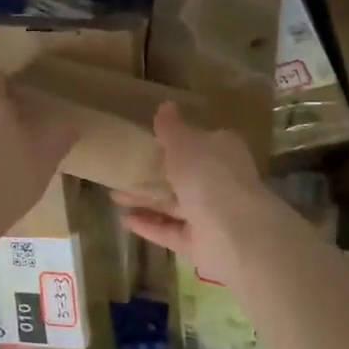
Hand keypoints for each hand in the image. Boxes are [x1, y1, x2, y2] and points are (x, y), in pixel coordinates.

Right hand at [116, 103, 282, 283]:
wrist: (235, 232)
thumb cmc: (208, 175)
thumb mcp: (184, 142)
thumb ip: (171, 127)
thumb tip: (166, 105)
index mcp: (223, 152)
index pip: (200, 141)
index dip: (177, 140)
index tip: (150, 140)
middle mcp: (220, 181)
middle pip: (184, 175)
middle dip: (155, 174)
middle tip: (123, 170)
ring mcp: (212, 214)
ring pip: (174, 204)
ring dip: (146, 200)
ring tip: (114, 195)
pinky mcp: (201, 243)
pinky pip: (171, 231)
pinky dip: (149, 226)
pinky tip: (124, 220)